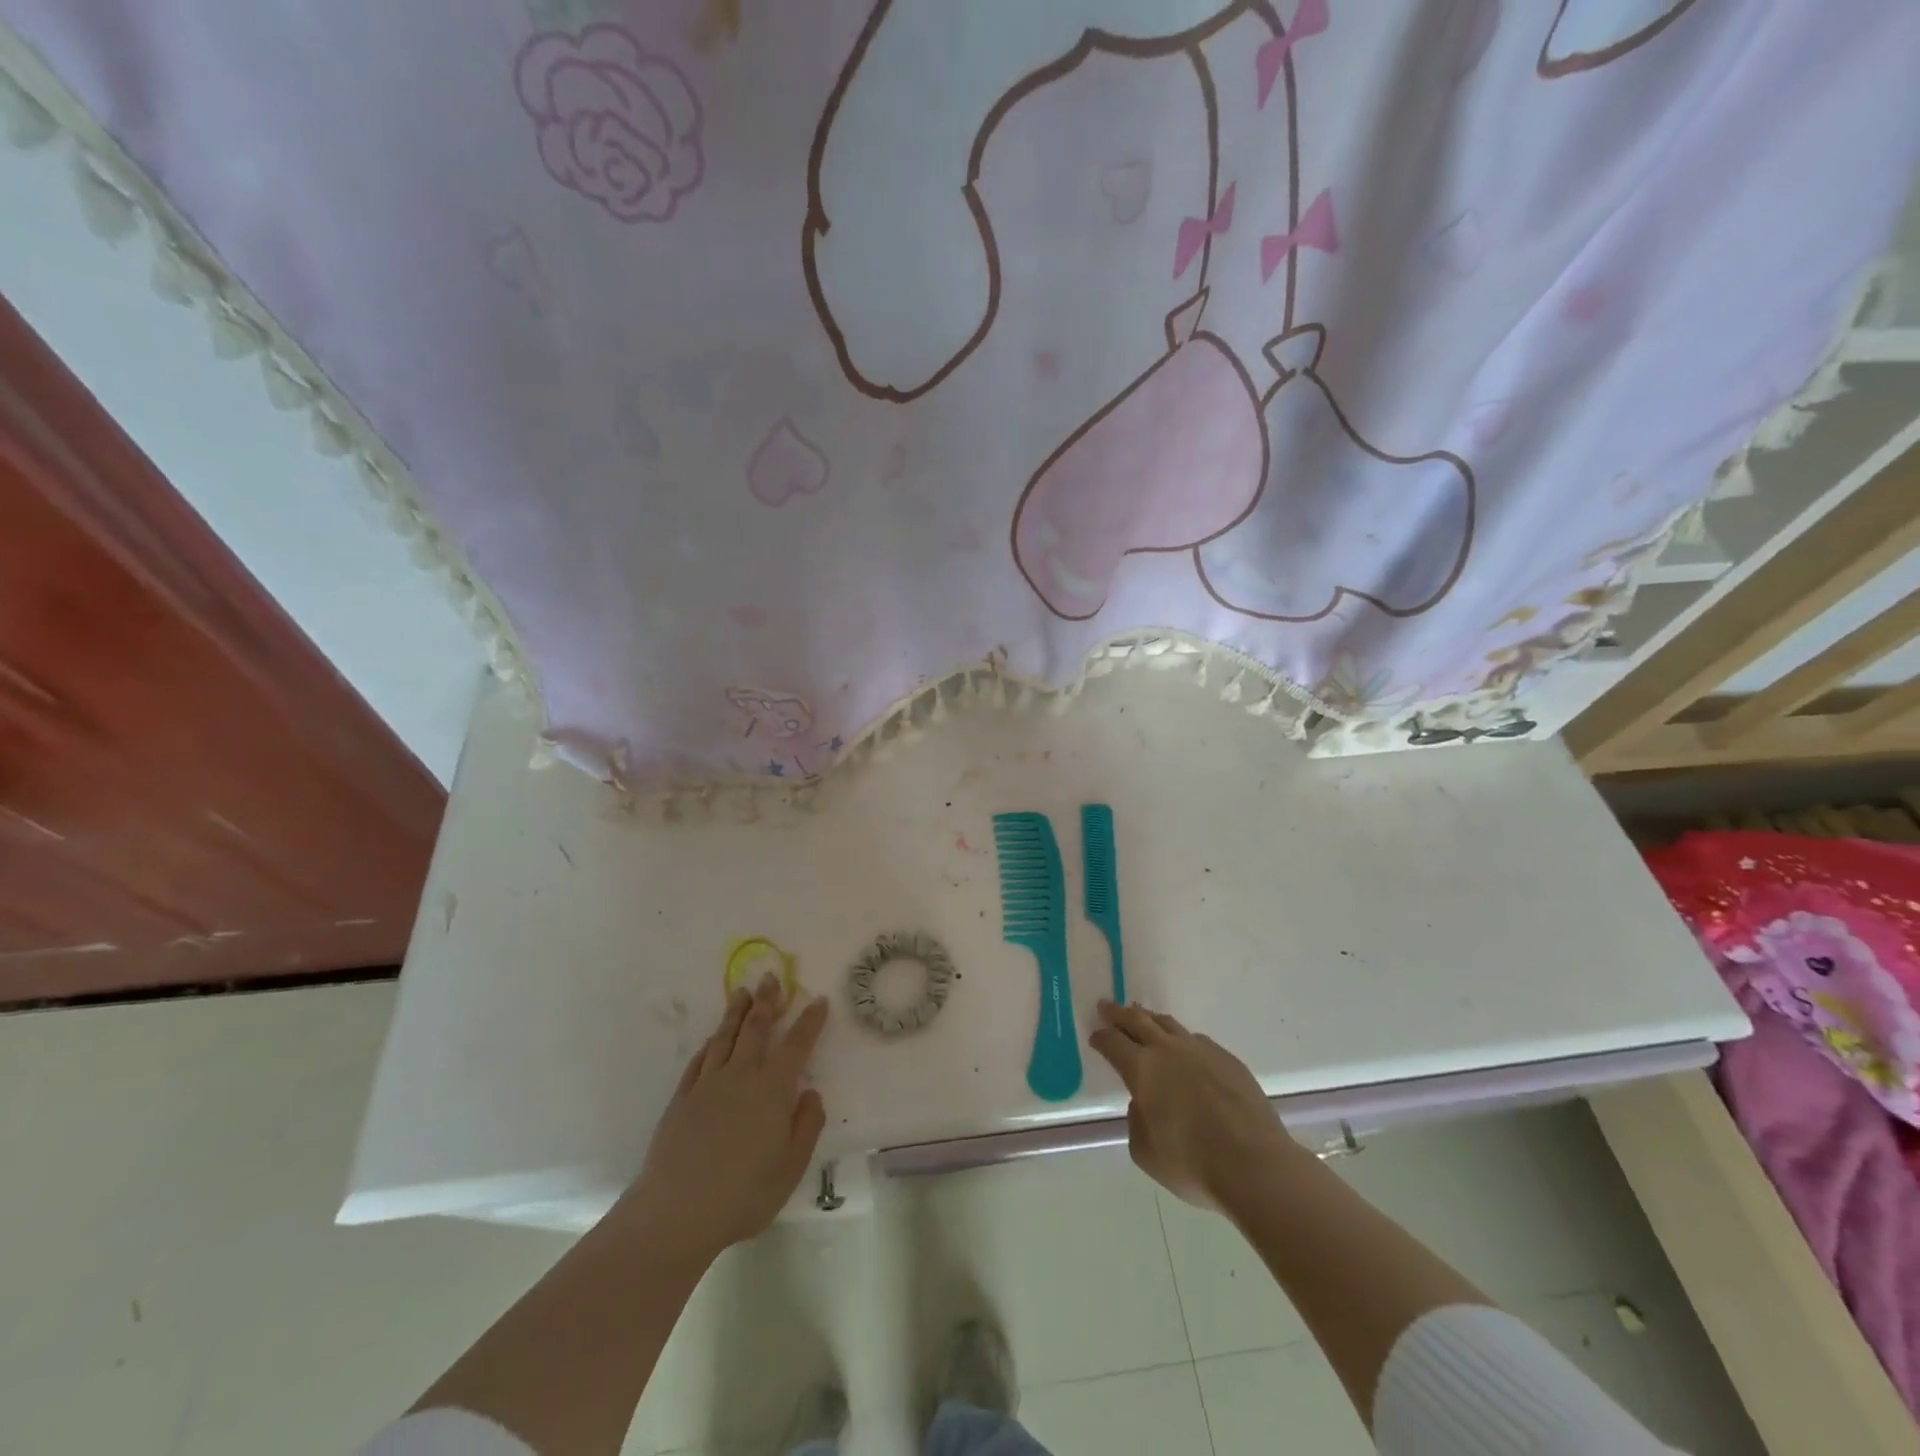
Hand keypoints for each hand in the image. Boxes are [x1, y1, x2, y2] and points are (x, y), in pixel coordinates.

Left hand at [618, 973, 828, 1260]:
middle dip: (767, 1001)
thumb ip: (806, 1126)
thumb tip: (811, 1093)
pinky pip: (698, 1062)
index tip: (818, 1000)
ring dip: (735, 1013)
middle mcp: (741, 1076)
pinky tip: (711, 1040)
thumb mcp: (791, 1167)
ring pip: (724, 1038)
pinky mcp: (681, 1099)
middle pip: (756, 1029)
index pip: (796, 1045)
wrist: (676, 1212)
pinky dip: (708, 1046)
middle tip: (771, 978)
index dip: (809, 1021)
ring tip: (741, 994)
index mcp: (772, 1090)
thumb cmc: (743, 1194)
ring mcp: (707, 1085)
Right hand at [1089, 1000, 1297, 1210]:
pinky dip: (1182, 1039)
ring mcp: (1201, 1051)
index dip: (1101, 1038)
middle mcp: (1168, 1050)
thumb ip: (1137, 1121)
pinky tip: (1185, 1049)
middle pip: (1138, 1021)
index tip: (1095, 1035)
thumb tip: (1144, 1103)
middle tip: (1106, 1006)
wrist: (1255, 1165)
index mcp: (1142, 1069)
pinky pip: (1197, 1040)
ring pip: (1169, 1024)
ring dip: (1151, 1019)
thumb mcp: (1146, 1152)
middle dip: (1119, 1013)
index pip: (1113, 1043)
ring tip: (1143, 1017)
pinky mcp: (1228, 1059)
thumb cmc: (1192, 1163)